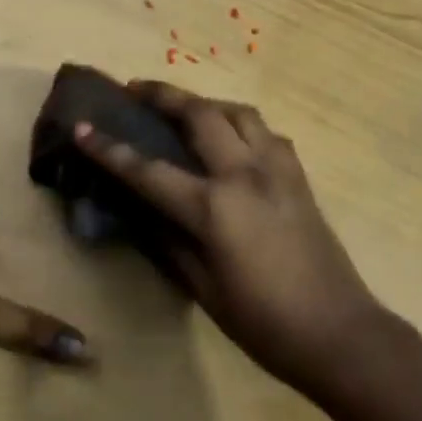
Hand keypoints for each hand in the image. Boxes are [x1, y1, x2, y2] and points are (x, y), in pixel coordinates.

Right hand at [74, 81, 386, 395]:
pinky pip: (266, 132)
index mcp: (214, 208)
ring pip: (238, 111)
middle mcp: (245, 173)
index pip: (149, 170)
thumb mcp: (203, 289)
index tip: (82, 126)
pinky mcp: (298, 175)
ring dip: (205, 102)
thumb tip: (142, 209)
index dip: (110, 149)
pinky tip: (233, 140)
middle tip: (136, 89)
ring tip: (185, 109)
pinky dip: (241, 124)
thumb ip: (169, 241)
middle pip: (200, 114)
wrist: (339, 331)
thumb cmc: (263, 322)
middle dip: (163, 95)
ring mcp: (277, 168)